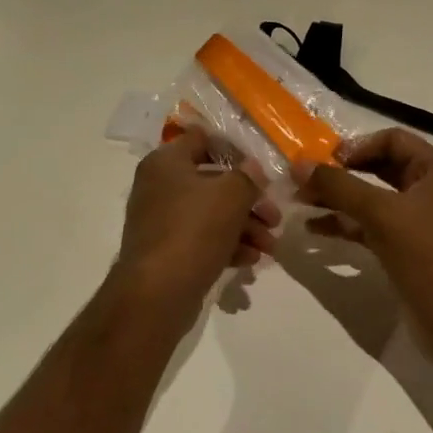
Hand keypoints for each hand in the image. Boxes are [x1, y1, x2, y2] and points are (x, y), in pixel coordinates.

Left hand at [114, 129, 280, 314]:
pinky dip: (227, 246)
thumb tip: (253, 168)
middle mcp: (159, 186)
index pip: (201, 139)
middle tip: (275, 218)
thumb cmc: (193, 230)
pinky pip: (202, 240)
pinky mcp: (167, 251)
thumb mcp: (230, 196)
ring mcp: (161, 220)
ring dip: (244, 228)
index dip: (234, 149)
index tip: (261, 167)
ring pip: (211, 214)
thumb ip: (247, 177)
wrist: (157, 293)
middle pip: (213, 182)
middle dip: (249, 201)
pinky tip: (250, 261)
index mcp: (166, 162)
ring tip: (269, 248)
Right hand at [297, 129, 432, 327]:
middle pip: (380, 167)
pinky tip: (316, 229)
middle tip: (306, 180)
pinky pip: (372, 225)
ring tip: (302, 203)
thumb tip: (299, 164)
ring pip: (373, 198)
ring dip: (338, 199)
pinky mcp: (408, 248)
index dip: (358, 146)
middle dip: (341, 173)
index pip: (393, 140)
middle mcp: (432, 191)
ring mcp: (420, 222)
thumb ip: (338, 186)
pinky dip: (346, 223)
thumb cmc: (427, 255)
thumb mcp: (380, 213)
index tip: (326, 161)